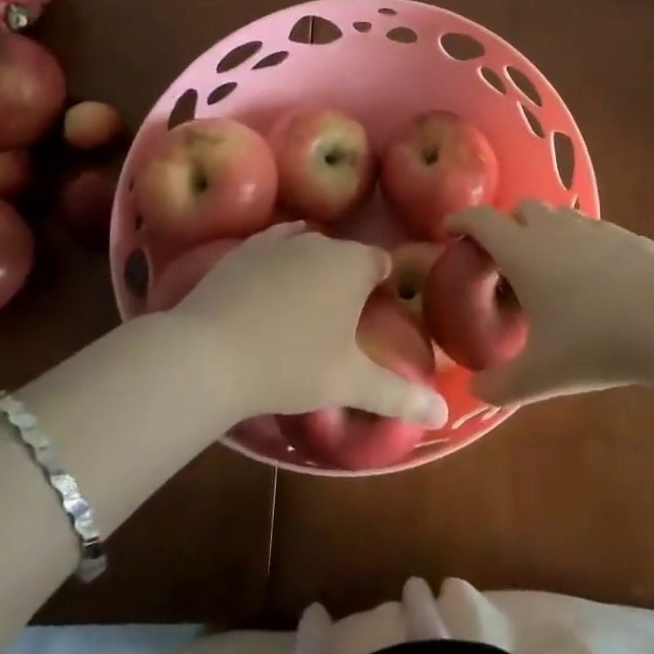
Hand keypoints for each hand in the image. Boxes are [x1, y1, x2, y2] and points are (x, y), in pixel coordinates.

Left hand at [169, 222, 449, 427]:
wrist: (208, 354)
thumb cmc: (291, 365)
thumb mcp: (349, 383)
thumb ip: (400, 395)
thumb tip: (444, 414)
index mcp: (353, 264)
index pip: (382, 263)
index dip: (383, 286)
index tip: (374, 315)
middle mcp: (320, 241)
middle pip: (345, 254)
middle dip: (347, 280)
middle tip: (339, 323)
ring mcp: (278, 240)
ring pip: (308, 248)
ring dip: (313, 270)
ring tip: (303, 310)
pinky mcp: (242, 249)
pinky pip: (273, 249)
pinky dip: (278, 265)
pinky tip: (268, 293)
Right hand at [447, 201, 653, 404]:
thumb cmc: (595, 342)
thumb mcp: (542, 375)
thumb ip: (501, 385)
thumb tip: (474, 391)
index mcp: (523, 251)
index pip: (481, 220)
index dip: (460, 221)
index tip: (448, 229)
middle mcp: (554, 229)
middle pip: (521, 209)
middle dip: (506, 225)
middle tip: (503, 259)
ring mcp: (594, 228)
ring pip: (558, 217)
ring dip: (544, 232)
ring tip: (548, 270)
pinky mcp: (626, 235)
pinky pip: (590, 231)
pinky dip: (579, 244)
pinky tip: (592, 280)